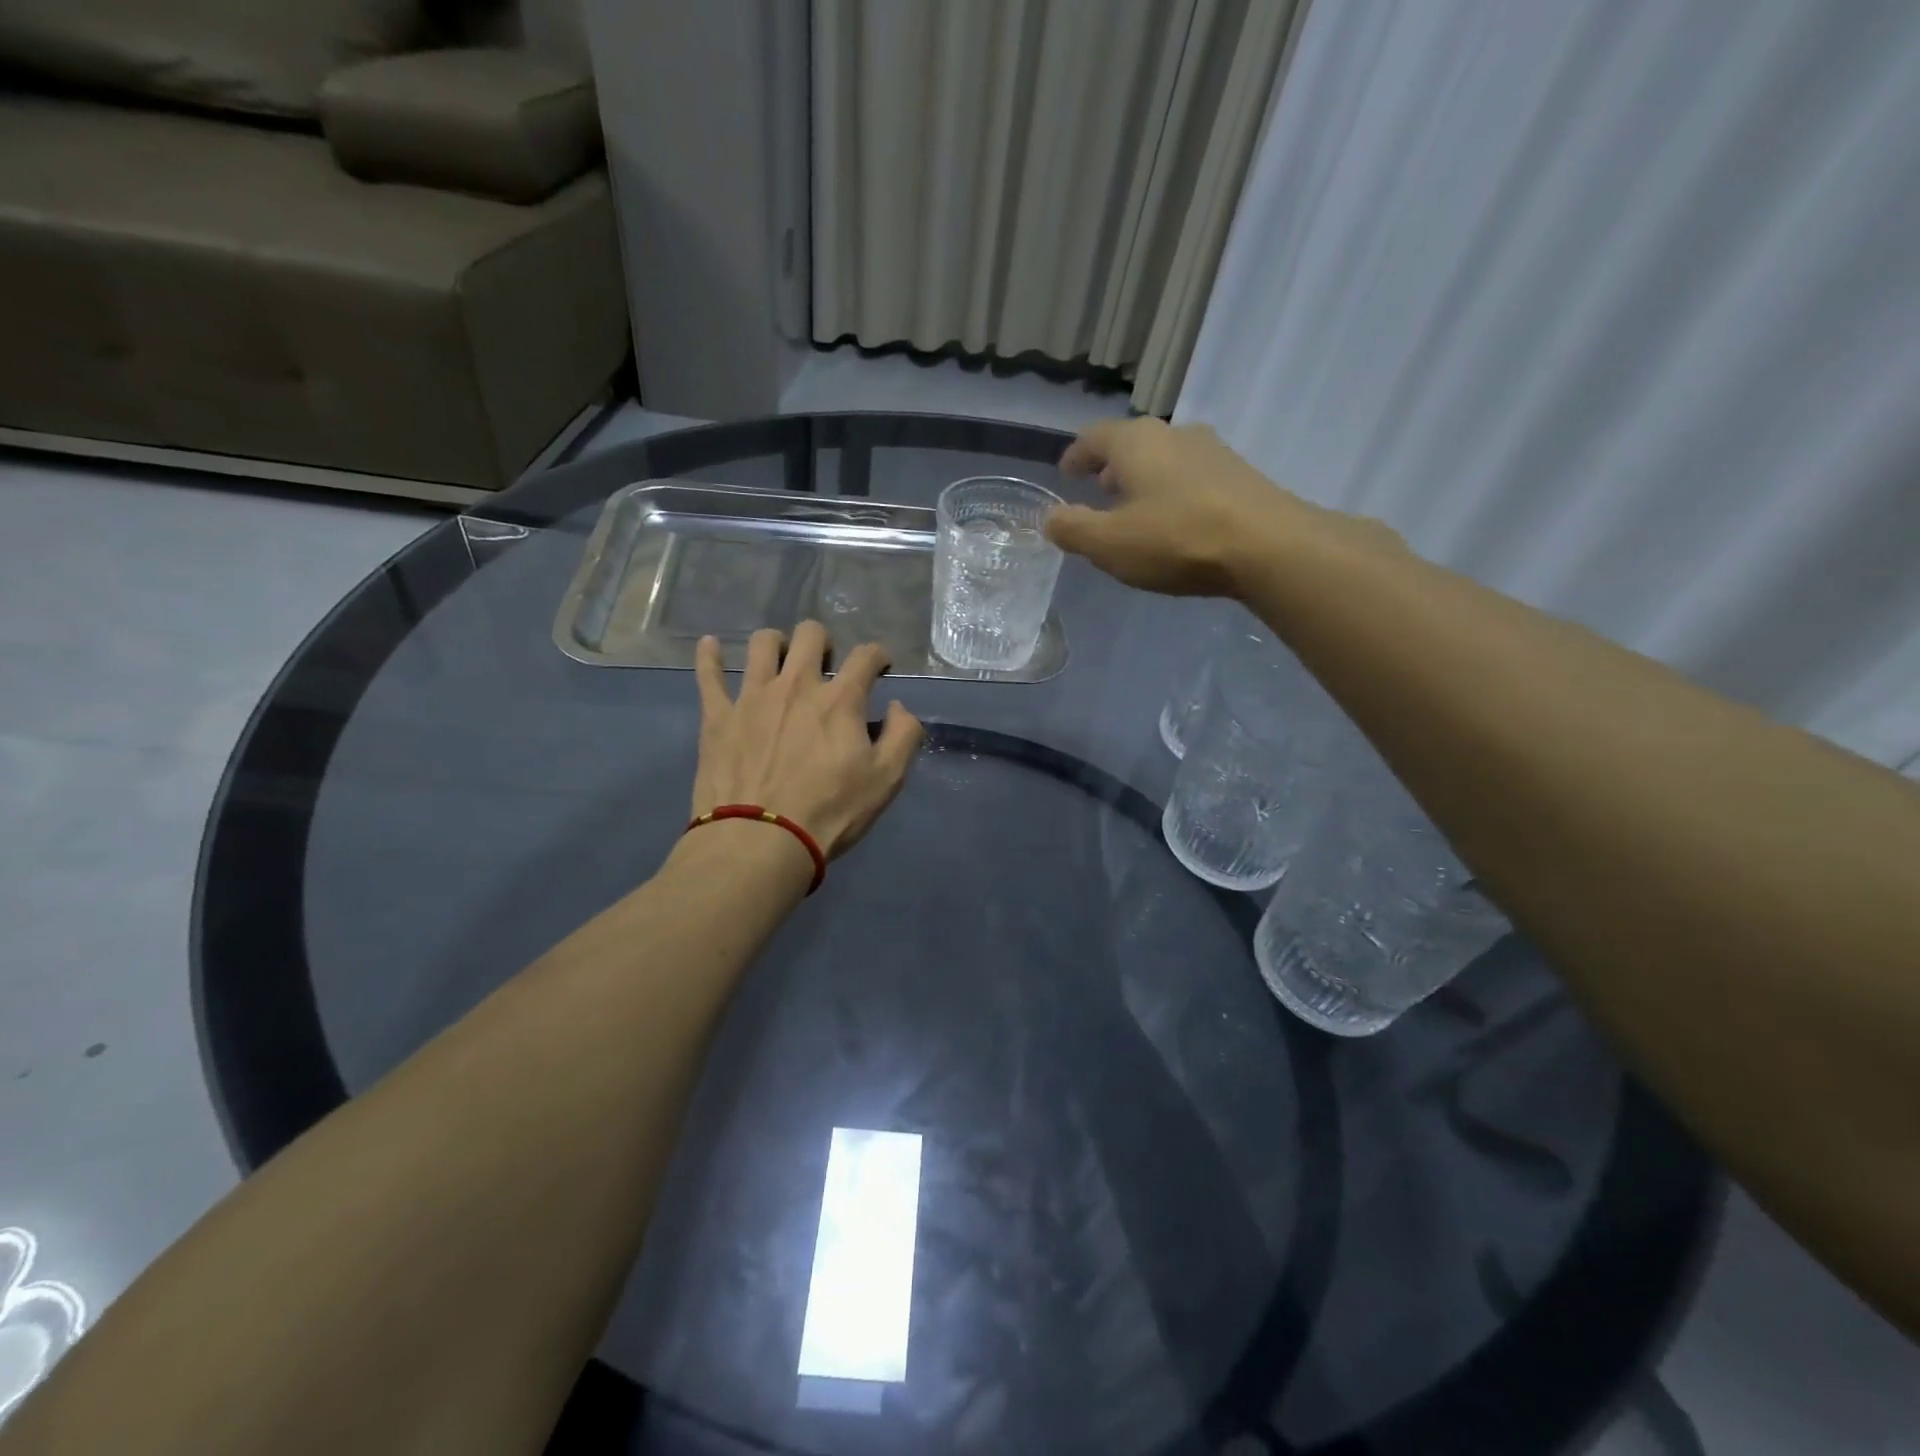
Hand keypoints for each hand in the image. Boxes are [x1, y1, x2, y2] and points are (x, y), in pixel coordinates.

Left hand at [692, 621, 923, 858]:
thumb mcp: (886, 780)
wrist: (760, 841)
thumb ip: (903, 736)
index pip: (865, 655)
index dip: (878, 656)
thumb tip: (898, 708)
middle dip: (824, 643)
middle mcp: (796, 684)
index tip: (880, 669)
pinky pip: (708, 673)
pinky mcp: (718, 716)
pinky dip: (710, 655)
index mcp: (840, 700)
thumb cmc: (830, 812)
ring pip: (762, 643)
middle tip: (826, 667)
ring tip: (780, 662)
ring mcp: (752, 696)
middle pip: (810, 635)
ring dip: (776, 644)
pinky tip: (711, 645)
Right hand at [1044, 418, 1400, 596]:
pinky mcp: (1239, 475)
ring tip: (1135, 508)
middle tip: (1097, 490)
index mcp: (1136, 442)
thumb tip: (1049, 517)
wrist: (1267, 546)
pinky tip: (1175, 520)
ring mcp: (1212, 451)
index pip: (1093, 437)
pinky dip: (1172, 491)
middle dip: (1110, 466)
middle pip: (1132, 443)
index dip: (1075, 456)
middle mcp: (1174, 434)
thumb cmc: (1176, 539)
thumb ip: (1072, 529)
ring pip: (1164, 458)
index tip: (1065, 474)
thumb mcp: (1108, 543)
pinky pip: (1191, 476)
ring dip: (1143, 479)